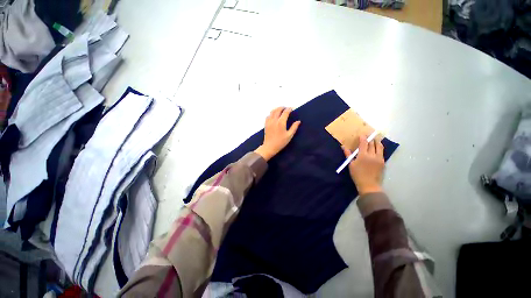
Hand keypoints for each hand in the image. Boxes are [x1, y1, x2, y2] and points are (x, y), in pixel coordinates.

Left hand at [254, 107, 300, 160]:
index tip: (291, 108)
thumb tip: (298, 121)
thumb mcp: (289, 136)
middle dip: (282, 107)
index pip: (285, 112)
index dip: (289, 109)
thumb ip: (294, 127)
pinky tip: (274, 115)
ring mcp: (269, 122)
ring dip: (277, 109)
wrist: (269, 147)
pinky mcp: (266, 124)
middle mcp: (274, 120)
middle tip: (286, 108)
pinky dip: (271, 113)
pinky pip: (268, 116)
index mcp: (281, 123)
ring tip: (280, 110)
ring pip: (272, 111)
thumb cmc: (280, 142)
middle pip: (278, 110)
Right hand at [342, 135, 384, 194]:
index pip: (364, 143)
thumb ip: (348, 154)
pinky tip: (378, 148)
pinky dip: (380, 148)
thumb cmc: (357, 174)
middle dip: (370, 139)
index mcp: (363, 155)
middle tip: (369, 135)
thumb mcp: (351, 164)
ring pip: (379, 147)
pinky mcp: (383, 162)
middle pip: (372, 144)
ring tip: (375, 139)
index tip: (362, 134)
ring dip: (377, 142)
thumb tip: (343, 146)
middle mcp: (372, 155)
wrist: (369, 185)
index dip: (363, 138)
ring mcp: (379, 158)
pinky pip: (382, 152)